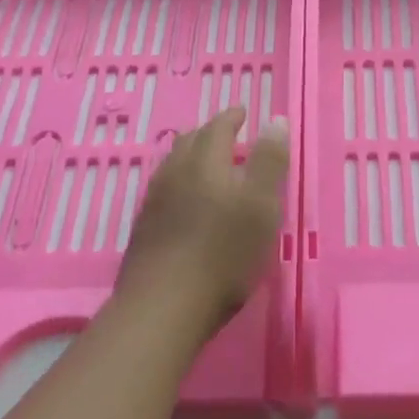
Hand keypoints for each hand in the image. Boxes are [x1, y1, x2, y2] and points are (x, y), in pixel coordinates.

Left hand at [114, 107, 288, 339]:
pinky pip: (163, 191)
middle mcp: (175, 173)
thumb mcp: (261, 206)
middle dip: (209, 134)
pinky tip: (185, 203)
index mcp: (205, 162)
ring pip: (173, 166)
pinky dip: (180, 184)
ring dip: (191, 157)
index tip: (241, 112)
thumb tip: (274, 120)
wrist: (164, 306)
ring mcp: (154, 202)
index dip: (231, 118)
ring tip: (206, 165)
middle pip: (189, 143)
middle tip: (226, 135)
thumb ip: (269, 162)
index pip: (217, 128)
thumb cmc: (223, 253)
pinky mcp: (144, 229)